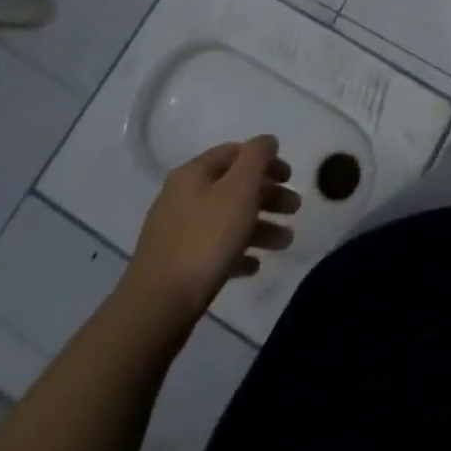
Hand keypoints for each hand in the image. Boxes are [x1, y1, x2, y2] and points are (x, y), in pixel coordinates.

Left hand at [120, 136, 299, 326]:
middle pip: (234, 187)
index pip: (236, 152)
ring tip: (285, 243)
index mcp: (194, 173)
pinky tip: (254, 265)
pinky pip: (214, 249)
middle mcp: (182, 196)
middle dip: (268, 196)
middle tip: (294, 209)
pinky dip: (238, 251)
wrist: (156, 309)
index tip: (290, 178)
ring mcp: (176, 232)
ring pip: (227, 219)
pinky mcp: (176, 265)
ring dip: (260, 226)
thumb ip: (257, 156)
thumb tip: (266, 141)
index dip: (267, 160)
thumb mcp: (240, 188)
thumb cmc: (205, 240)